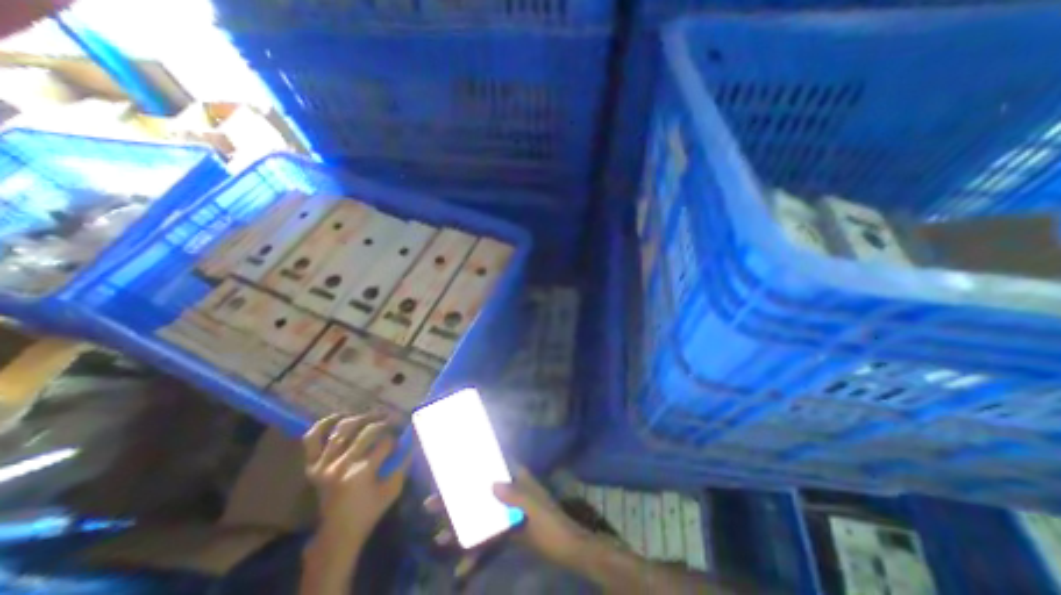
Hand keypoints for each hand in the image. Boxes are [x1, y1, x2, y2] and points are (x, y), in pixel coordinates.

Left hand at [306, 415, 410, 553]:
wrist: (337, 534)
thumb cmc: (369, 511)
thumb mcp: (393, 489)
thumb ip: (404, 463)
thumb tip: (412, 440)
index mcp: (361, 473)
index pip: (385, 443)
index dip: (395, 439)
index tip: (400, 440)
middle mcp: (341, 465)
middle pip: (366, 431)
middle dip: (384, 422)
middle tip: (393, 420)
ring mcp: (323, 465)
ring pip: (342, 429)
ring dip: (361, 418)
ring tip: (374, 417)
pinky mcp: (312, 466)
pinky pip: (312, 439)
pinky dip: (324, 424)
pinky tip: (340, 416)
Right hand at [423, 465, 589, 567]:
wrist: (566, 549)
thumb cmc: (550, 521)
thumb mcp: (533, 506)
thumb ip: (514, 494)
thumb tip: (491, 484)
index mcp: (516, 478)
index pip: (493, 464)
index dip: (474, 462)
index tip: (452, 464)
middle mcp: (508, 491)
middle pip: (479, 491)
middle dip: (457, 499)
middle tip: (431, 504)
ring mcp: (506, 512)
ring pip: (479, 515)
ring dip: (461, 527)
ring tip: (439, 537)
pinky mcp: (506, 531)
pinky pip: (487, 538)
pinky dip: (476, 552)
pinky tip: (462, 567)